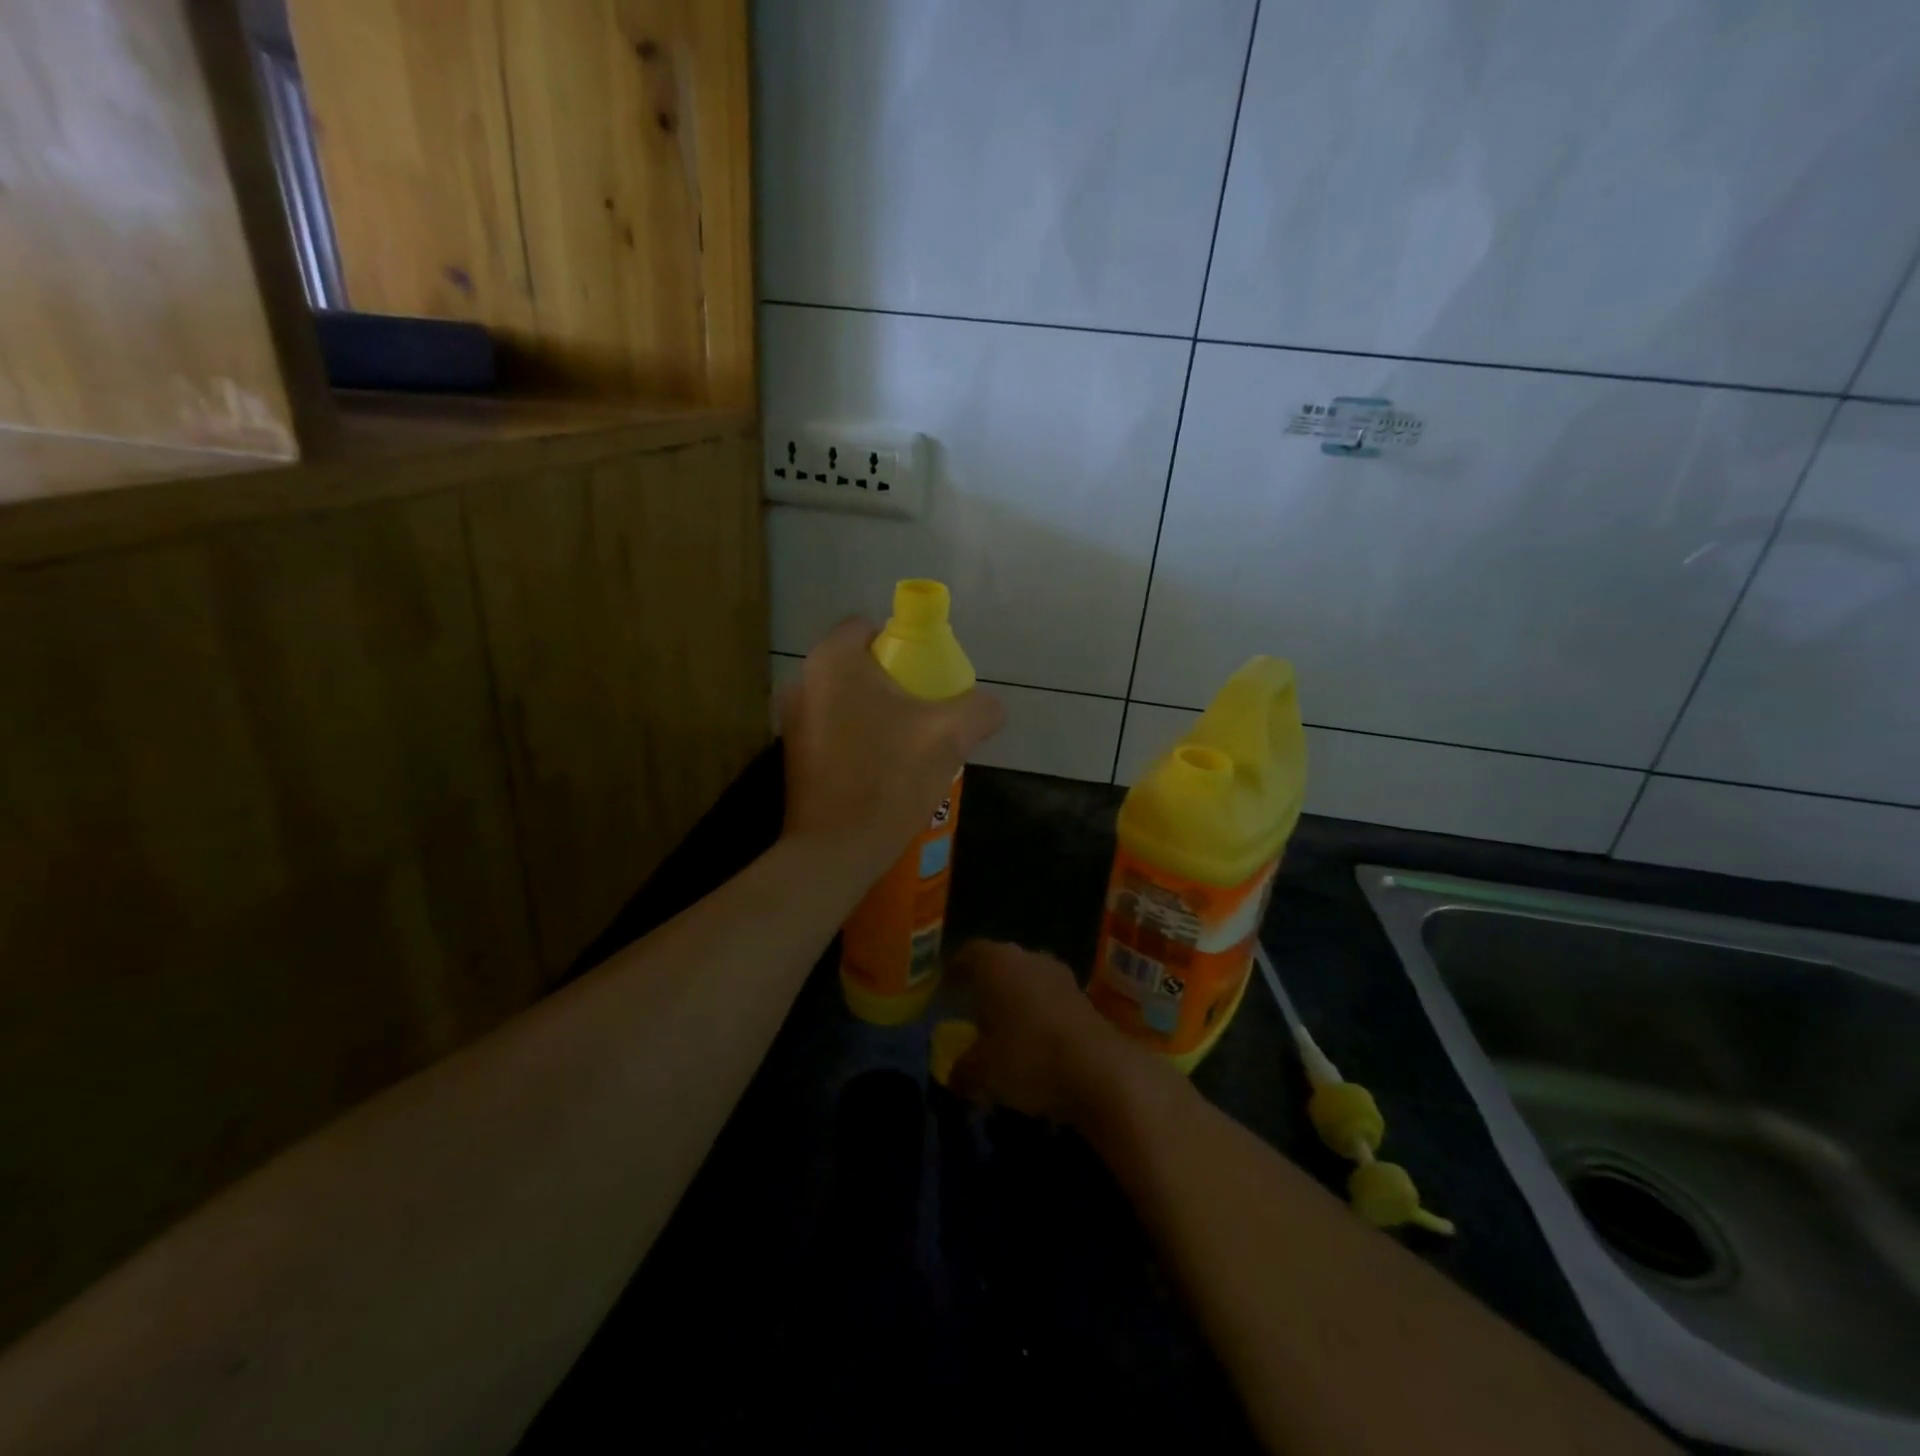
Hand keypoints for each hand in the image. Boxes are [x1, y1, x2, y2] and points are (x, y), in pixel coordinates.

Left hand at [778, 618, 1002, 880]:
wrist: (836, 850)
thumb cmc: (889, 779)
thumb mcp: (950, 736)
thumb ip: (978, 709)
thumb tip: (990, 707)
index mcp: (834, 660)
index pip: (871, 627)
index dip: (906, 646)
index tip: (930, 678)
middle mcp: (804, 680)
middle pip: (860, 665)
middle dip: (895, 682)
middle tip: (927, 712)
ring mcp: (793, 719)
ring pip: (847, 699)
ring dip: (878, 712)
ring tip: (909, 744)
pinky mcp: (792, 754)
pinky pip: (834, 728)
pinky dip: (858, 737)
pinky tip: (882, 768)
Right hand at [947, 940, 1159, 1127]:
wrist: (1099, 1071)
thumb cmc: (1028, 1058)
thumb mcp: (983, 1071)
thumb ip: (963, 1069)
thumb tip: (954, 1076)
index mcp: (996, 962)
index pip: (968, 953)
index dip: (954, 970)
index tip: (944, 988)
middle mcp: (1028, 958)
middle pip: (999, 963)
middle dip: (986, 984)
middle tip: (970, 1008)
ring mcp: (1060, 975)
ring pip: (1027, 980)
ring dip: (1015, 999)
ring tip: (1002, 1028)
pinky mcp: (1083, 998)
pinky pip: (1049, 999)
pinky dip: (1038, 1014)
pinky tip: (1033, 1041)